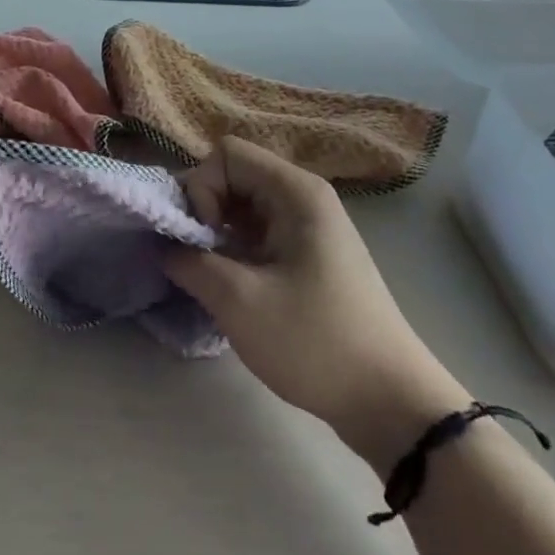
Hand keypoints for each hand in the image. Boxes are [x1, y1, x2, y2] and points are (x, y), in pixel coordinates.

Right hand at [163, 138, 466, 473]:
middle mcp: (304, 197)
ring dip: (216, 235)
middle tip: (197, 259)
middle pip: (233, 175)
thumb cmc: (315, 342)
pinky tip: (231, 287)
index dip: (201, 188)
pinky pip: (258, 232)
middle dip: (204, 211)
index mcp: (296, 192)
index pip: (226, 154)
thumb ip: (190, 262)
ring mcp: (309, 226)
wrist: (390, 401)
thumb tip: (164, 246)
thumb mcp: (240, 302)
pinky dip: (235, 251)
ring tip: (211, 277)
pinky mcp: (308, 255)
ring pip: (242, 206)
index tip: (202, 238)